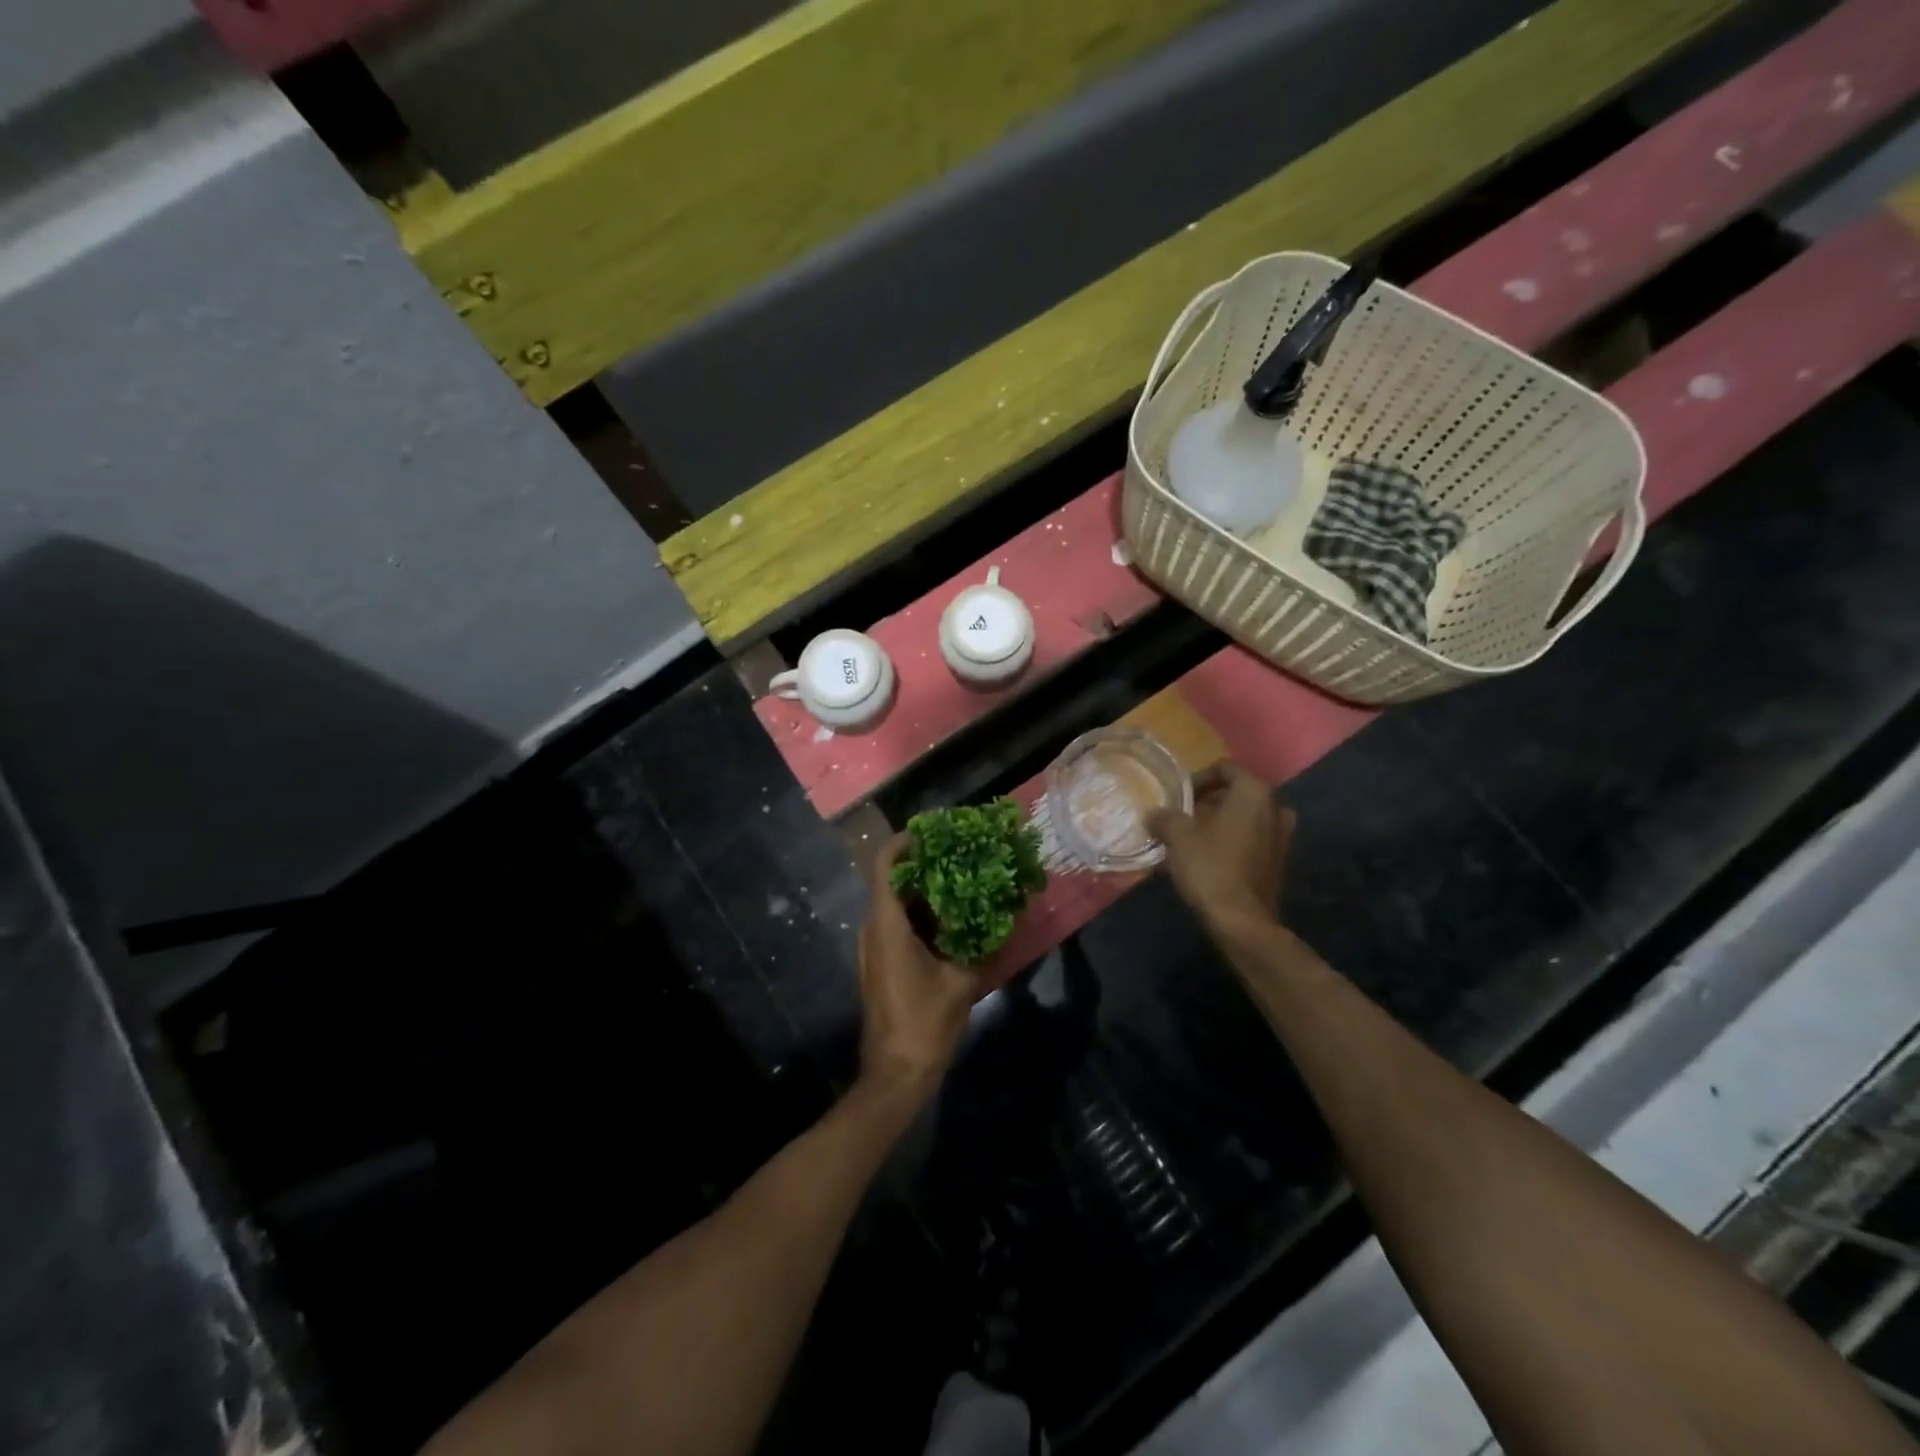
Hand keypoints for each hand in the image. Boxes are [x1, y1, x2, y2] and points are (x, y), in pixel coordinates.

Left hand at [856, 835, 976, 1103]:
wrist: (895, 1075)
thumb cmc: (925, 1023)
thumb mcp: (962, 982)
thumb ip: (982, 945)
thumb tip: (1007, 916)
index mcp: (887, 925)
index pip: (885, 865)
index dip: (904, 842)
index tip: (934, 832)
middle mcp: (873, 929)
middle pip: (893, 881)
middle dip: (925, 865)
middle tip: (961, 856)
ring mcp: (873, 948)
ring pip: (896, 905)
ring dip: (925, 892)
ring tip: (964, 883)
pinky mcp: (880, 964)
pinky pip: (898, 925)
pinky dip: (922, 916)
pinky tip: (954, 921)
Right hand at [1147, 762, 1293, 929]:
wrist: (1242, 921)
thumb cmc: (1210, 867)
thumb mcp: (1177, 836)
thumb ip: (1165, 817)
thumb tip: (1154, 814)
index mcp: (1254, 793)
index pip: (1225, 768)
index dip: (1198, 778)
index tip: (1179, 797)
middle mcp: (1275, 809)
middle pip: (1236, 794)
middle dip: (1207, 803)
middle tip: (1182, 817)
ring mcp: (1282, 837)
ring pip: (1244, 819)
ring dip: (1218, 824)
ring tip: (1190, 840)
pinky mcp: (1278, 863)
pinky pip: (1250, 841)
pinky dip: (1230, 843)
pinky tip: (1205, 859)